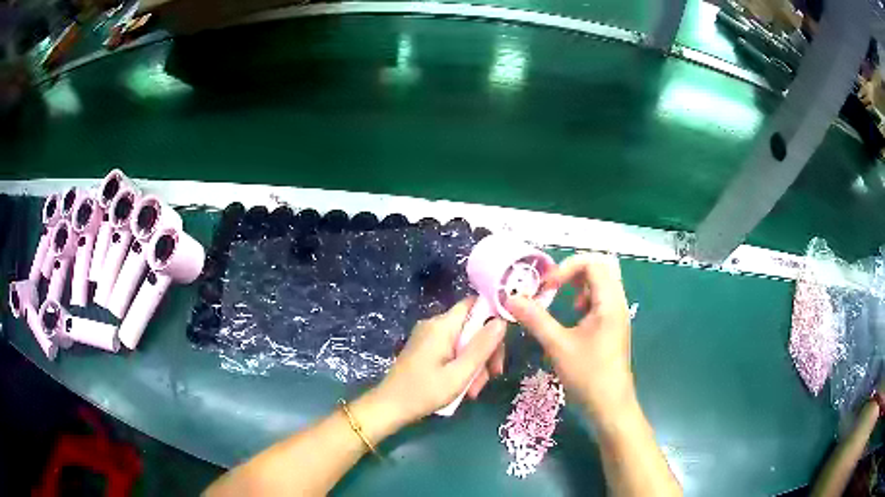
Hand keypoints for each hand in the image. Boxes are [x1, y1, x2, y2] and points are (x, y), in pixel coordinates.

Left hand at [371, 297, 506, 424]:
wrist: (389, 407)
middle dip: (485, 351)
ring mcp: (428, 337)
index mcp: (442, 326)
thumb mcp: (460, 374)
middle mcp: (435, 325)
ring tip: (473, 391)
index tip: (503, 343)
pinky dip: (461, 367)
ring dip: (475, 364)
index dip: (493, 317)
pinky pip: (452, 350)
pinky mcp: (425, 349)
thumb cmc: (424, 392)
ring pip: (464, 342)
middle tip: (492, 376)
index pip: (475, 304)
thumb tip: (502, 321)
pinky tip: (463, 387)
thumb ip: (482, 347)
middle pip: (472, 327)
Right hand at [507, 253, 634, 425]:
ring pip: (601, 284)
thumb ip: (535, 319)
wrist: (610, 406)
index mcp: (610, 302)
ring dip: (580, 286)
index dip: (566, 268)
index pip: (593, 263)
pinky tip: (574, 319)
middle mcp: (617, 303)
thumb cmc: (588, 375)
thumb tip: (510, 299)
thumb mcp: (558, 346)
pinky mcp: (614, 327)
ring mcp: (617, 315)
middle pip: (600, 269)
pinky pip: (601, 300)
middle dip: (573, 273)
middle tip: (553, 288)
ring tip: (563, 302)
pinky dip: (585, 300)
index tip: (546, 287)